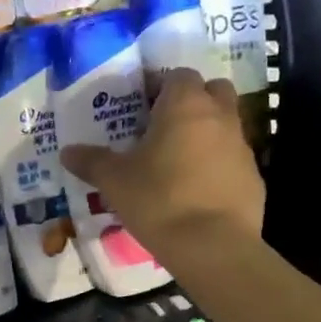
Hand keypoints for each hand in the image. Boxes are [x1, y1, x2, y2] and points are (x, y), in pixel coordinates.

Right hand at [60, 70, 264, 261]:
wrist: (213, 246)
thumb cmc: (159, 200)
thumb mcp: (114, 181)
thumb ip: (91, 162)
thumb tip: (67, 152)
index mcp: (185, 105)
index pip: (178, 75)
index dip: (160, 87)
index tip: (141, 109)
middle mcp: (220, 116)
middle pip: (212, 91)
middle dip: (192, 101)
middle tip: (164, 128)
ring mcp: (242, 146)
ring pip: (225, 125)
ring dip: (205, 134)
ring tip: (177, 163)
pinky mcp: (254, 177)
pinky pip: (232, 160)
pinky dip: (217, 166)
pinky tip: (196, 191)